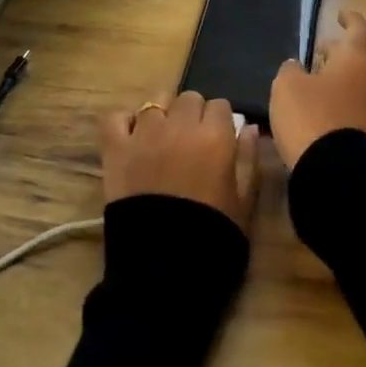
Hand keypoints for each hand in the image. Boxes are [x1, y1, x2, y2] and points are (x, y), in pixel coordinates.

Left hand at [99, 91, 260, 231]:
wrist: (164, 268)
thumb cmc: (212, 235)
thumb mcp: (244, 201)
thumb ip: (249, 159)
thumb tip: (249, 128)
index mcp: (215, 136)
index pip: (220, 105)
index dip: (220, 122)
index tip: (218, 139)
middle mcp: (180, 126)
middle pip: (189, 98)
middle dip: (193, 114)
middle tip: (191, 140)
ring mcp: (145, 134)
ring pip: (156, 100)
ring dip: (162, 113)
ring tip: (162, 136)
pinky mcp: (116, 149)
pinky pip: (116, 118)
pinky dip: (124, 122)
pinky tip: (132, 136)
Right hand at [269, 10, 365, 170]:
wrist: (338, 174)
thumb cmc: (311, 117)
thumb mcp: (287, 87)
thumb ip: (291, 70)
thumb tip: (297, 67)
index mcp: (355, 60)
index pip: (359, 30)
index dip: (350, 19)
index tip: (340, 15)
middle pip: (356, 60)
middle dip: (336, 54)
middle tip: (316, 54)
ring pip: (354, 85)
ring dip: (335, 81)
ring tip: (310, 85)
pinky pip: (352, 110)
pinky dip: (336, 105)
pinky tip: (315, 113)